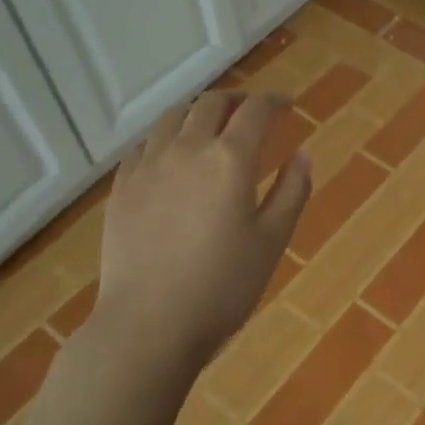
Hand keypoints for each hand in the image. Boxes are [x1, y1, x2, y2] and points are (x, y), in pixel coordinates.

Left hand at [89, 90, 311, 370]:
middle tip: (251, 111)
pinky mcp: (121, 187)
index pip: (256, 111)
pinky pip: (144, 145)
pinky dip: (166, 137)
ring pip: (172, 117)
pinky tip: (171, 155)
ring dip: (198, 112)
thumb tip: (302, 154)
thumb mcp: (273, 240)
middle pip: (211, 104)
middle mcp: (186, 149)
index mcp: (230, 159)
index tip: (287, 104)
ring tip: (210, 125)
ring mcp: (148, 166)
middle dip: (236, 100)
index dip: (274, 101)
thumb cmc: (223, 286)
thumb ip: (292, 191)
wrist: (149, 324)